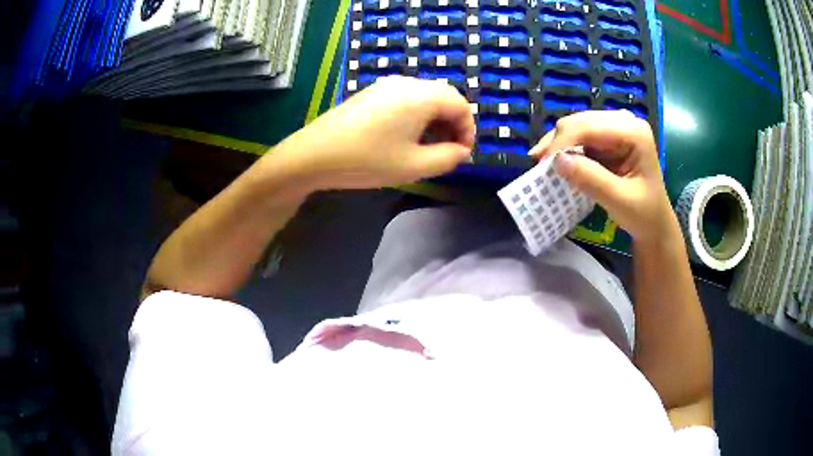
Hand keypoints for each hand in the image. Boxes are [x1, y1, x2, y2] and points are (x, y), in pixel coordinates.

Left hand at [270, 76, 475, 191]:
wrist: (314, 154)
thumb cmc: (366, 160)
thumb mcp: (414, 166)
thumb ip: (448, 158)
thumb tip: (461, 151)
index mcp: (421, 96)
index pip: (461, 105)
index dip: (468, 130)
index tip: (462, 154)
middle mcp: (406, 83)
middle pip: (444, 98)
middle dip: (452, 125)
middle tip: (447, 152)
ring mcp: (386, 85)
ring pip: (424, 98)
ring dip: (434, 121)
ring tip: (427, 148)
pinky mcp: (371, 93)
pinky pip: (405, 99)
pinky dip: (416, 116)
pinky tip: (404, 138)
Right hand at [530, 110, 674, 240]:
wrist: (653, 223)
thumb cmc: (643, 214)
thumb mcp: (619, 200)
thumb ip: (591, 180)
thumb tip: (556, 161)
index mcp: (634, 132)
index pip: (590, 127)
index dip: (562, 142)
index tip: (541, 163)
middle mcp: (624, 121)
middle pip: (580, 122)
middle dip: (557, 141)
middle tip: (537, 164)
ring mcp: (615, 127)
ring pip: (576, 126)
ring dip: (558, 143)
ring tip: (541, 162)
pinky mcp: (608, 138)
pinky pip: (579, 136)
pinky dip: (565, 148)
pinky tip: (554, 160)